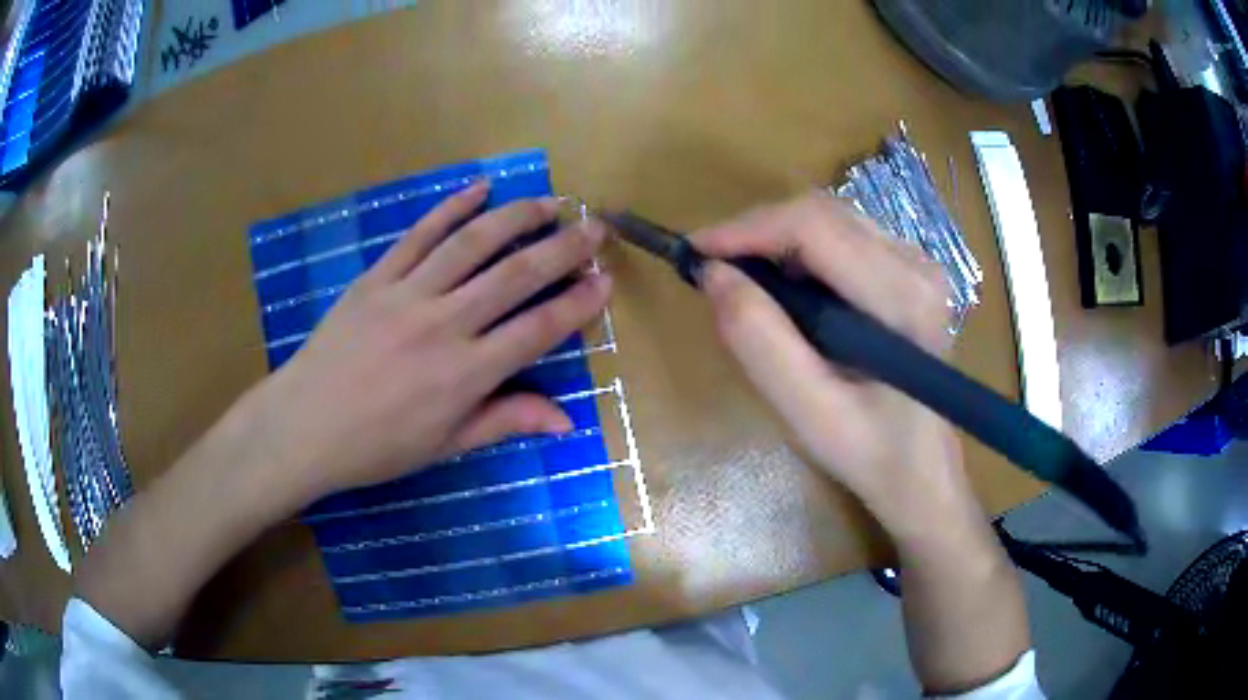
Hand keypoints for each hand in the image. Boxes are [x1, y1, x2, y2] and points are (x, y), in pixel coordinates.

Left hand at [241, 182, 610, 508]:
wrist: (304, 426)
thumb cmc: (376, 446)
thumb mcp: (445, 445)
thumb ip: (505, 421)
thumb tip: (567, 421)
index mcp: (466, 373)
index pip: (538, 329)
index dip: (577, 303)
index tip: (605, 281)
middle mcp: (444, 324)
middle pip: (515, 275)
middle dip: (563, 248)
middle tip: (594, 228)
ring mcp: (407, 294)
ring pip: (472, 243)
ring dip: (516, 217)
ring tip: (548, 203)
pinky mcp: (377, 277)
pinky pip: (419, 234)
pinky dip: (451, 207)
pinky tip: (479, 187)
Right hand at [694, 194, 977, 538]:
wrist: (921, 470)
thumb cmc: (869, 451)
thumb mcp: (807, 412)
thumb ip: (760, 343)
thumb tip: (713, 275)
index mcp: (902, 298)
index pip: (815, 227)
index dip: (746, 229)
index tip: (694, 252)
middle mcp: (917, 264)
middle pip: (822, 214)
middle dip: (757, 233)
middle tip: (712, 269)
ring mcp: (918, 263)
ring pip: (829, 220)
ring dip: (776, 242)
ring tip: (743, 283)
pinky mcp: (909, 270)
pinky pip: (842, 237)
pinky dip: (800, 253)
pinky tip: (786, 293)